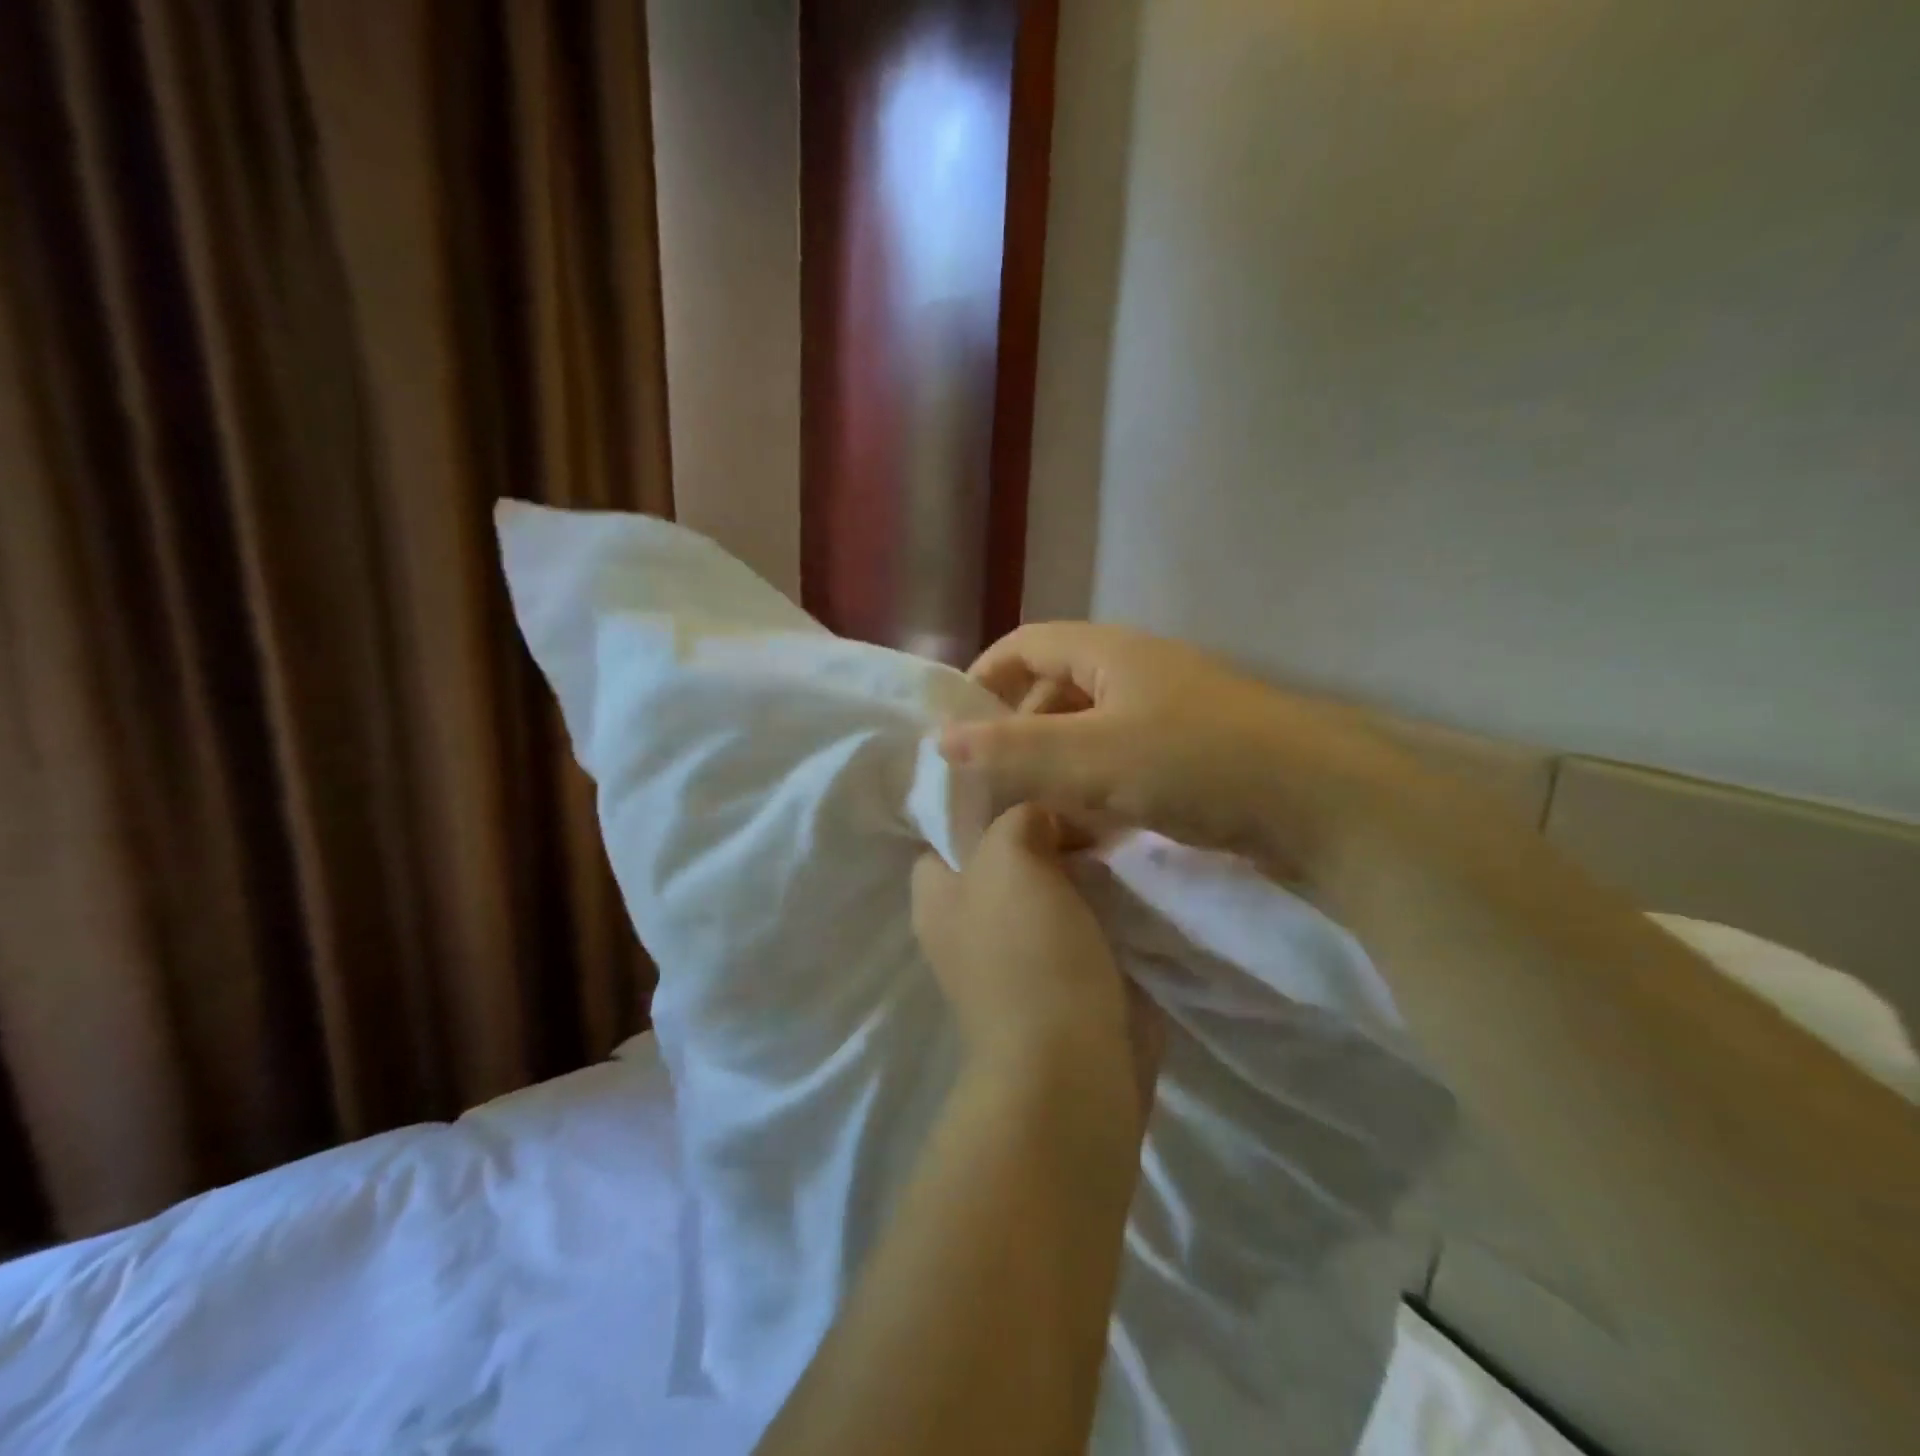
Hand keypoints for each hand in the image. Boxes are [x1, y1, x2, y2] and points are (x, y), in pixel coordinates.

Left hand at [912, 804, 1160, 1133]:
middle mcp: (969, 925)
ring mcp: (1017, 956)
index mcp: (938, 898)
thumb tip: (1042, 820)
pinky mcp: (1063, 981)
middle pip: (1003, 860)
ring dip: (1079, 868)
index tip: (1029, 780)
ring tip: (1116, 833)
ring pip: (1047, 891)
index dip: (981, 806)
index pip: (946, 835)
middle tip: (1084, 805)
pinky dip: (1102, 903)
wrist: (1073, 1066)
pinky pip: (1081, 923)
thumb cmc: (1026, 953)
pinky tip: (1131, 876)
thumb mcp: (1007, 859)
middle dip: (1042, 832)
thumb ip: (1015, 819)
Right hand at [941, 624, 1418, 885]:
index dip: (984, 680)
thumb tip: (939, 741)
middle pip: (1054, 692)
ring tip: (1029, 820)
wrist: (1324, 807)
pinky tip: (1084, 835)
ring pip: (1088, 736)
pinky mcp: (1191, 759)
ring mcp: (1168, 717)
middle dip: (1017, 737)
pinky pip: (1121, 768)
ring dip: (1055, 772)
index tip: (956, 731)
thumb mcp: (1091, 757)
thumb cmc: (1197, 764)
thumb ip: (1012, 751)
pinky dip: (1093, 794)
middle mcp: (1137, 674)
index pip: (1026, 646)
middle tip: (990, 789)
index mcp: (1111, 653)